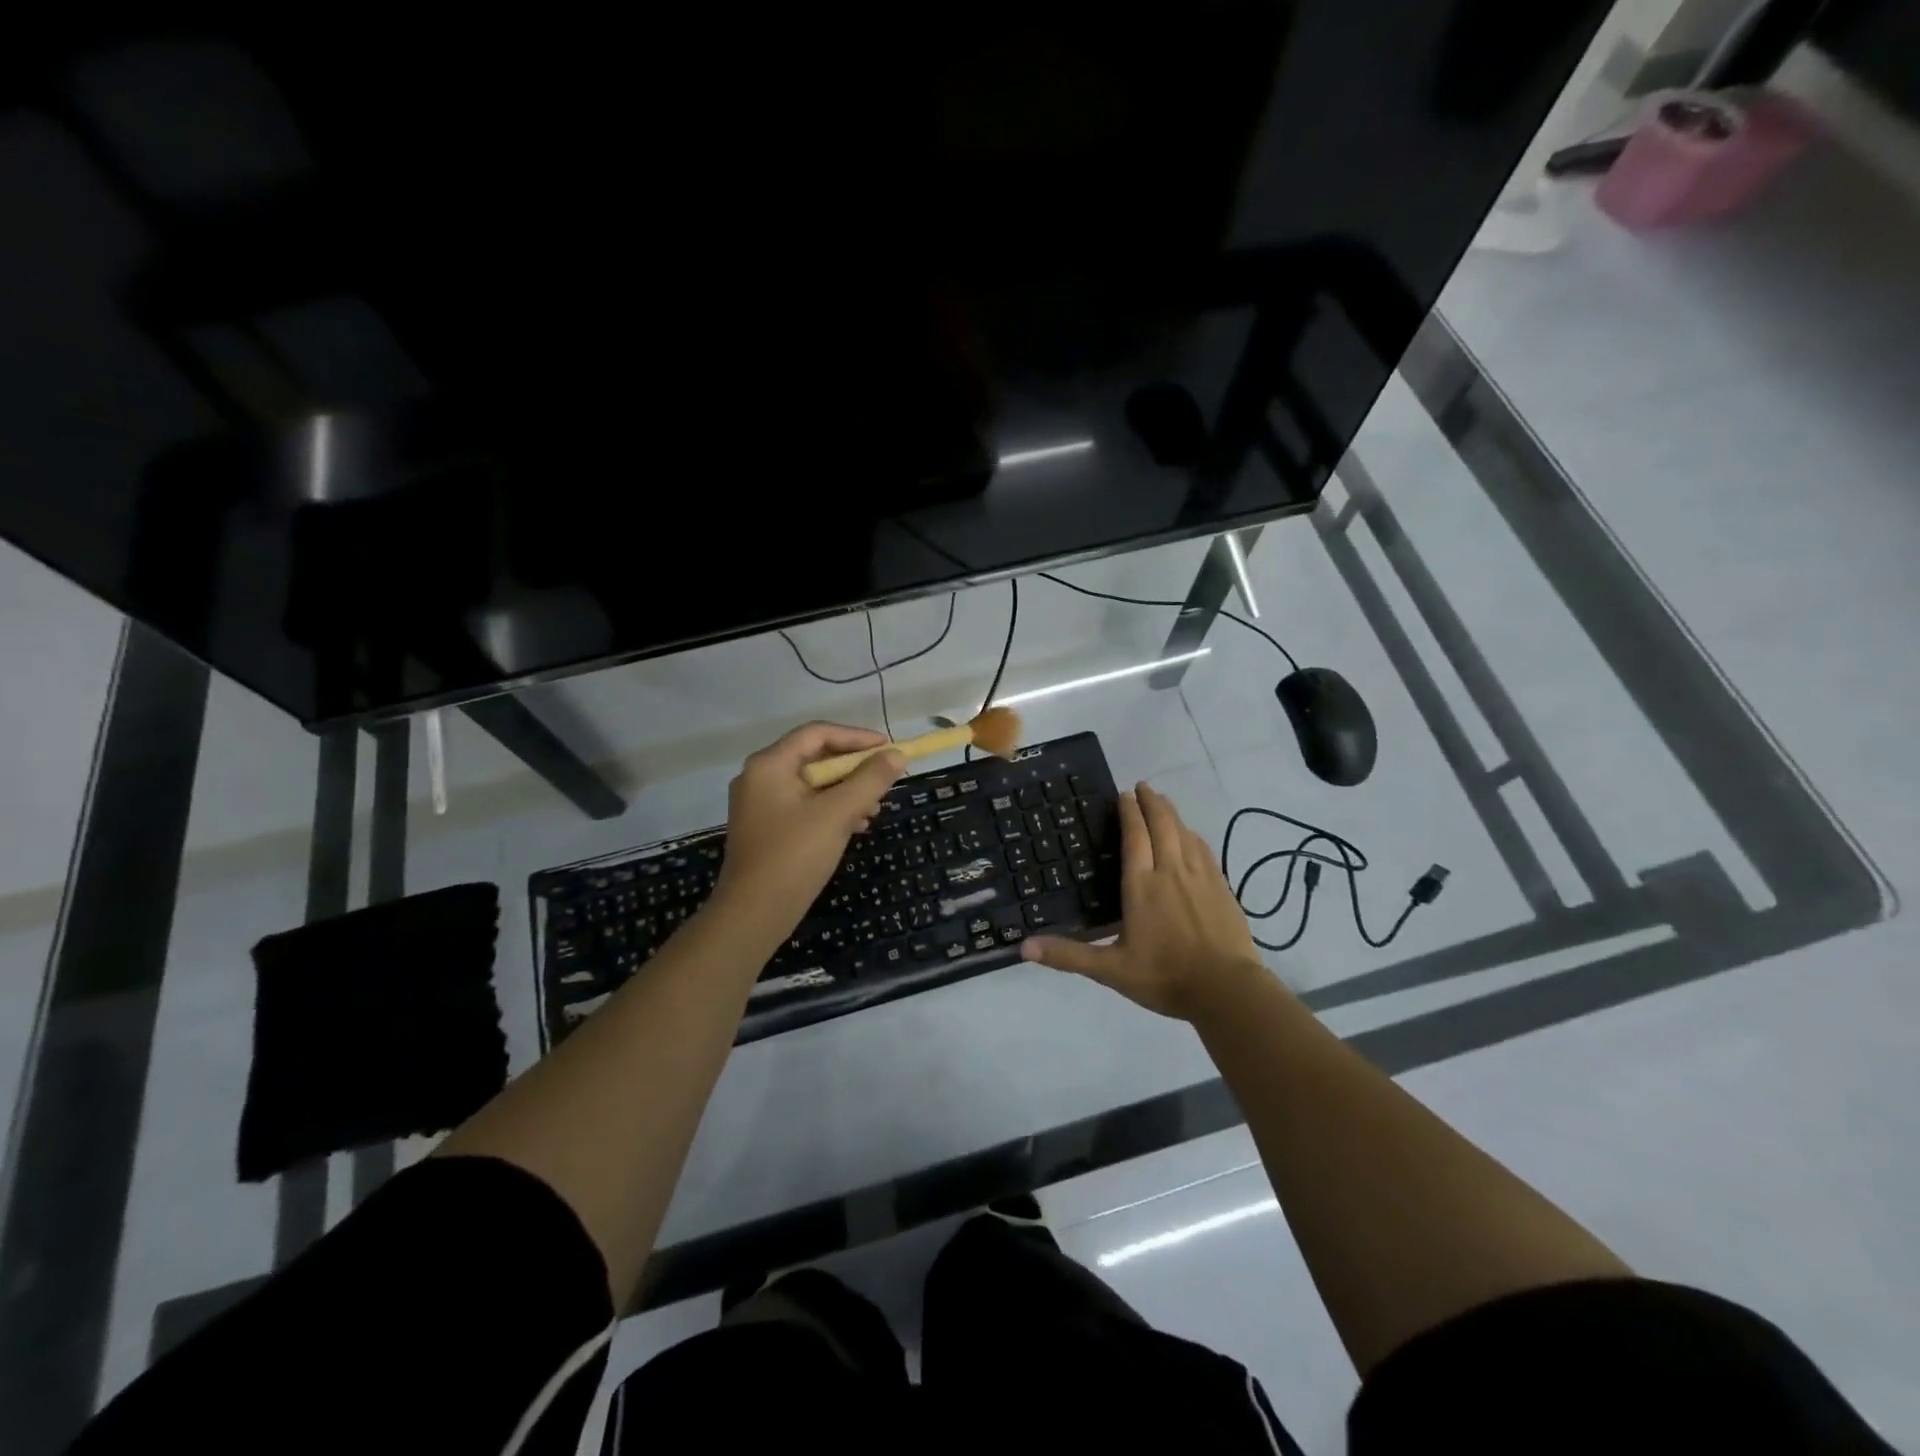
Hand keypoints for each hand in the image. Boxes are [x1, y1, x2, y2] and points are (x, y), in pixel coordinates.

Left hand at [711, 723, 906, 942]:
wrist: (753, 915)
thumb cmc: (794, 856)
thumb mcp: (838, 813)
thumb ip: (870, 780)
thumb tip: (897, 755)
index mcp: (769, 764)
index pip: (818, 733)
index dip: (857, 737)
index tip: (889, 749)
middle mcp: (759, 777)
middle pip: (815, 757)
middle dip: (854, 768)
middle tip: (885, 780)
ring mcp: (759, 804)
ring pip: (812, 784)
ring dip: (846, 791)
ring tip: (874, 809)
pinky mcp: (765, 828)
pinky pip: (804, 806)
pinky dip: (831, 809)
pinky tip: (855, 826)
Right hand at [1021, 782, 1265, 1020]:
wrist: (1228, 991)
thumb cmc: (1165, 977)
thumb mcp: (1111, 970)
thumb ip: (1069, 956)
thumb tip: (1023, 947)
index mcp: (1142, 886)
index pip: (1134, 836)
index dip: (1129, 812)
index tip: (1123, 794)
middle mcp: (1171, 872)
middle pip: (1162, 825)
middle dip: (1152, 802)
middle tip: (1142, 786)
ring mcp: (1201, 878)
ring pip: (1185, 833)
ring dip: (1172, 814)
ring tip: (1163, 803)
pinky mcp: (1222, 888)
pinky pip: (1204, 850)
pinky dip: (1193, 835)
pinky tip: (1191, 836)